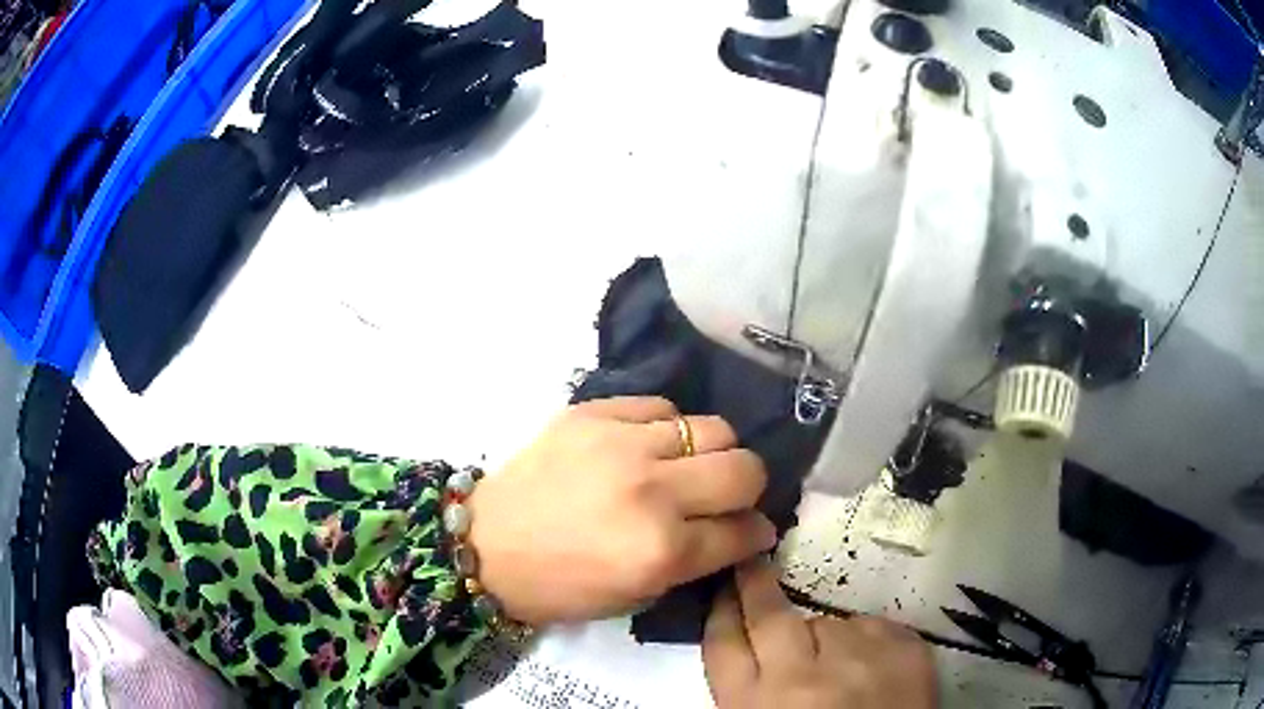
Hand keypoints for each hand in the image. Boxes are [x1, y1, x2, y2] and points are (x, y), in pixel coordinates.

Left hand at [467, 396, 775, 625]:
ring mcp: (621, 444)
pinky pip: (661, 406)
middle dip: (748, 488)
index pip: (743, 530)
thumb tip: (743, 530)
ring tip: (687, 468)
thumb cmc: (561, 586)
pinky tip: (649, 446)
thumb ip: (697, 561)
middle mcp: (652, 491)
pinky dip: (667, 428)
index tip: (752, 530)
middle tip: (726, 497)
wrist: (486, 544)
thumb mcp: (638, 595)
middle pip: (744, 469)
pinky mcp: (593, 413)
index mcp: (661, 551)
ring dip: (711, 453)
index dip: (755, 532)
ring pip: (712, 428)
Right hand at [703, 559, 937, 708]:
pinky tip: (872, 669)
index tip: (724, 589)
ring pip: (831, 624)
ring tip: (839, 670)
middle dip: (756, 585)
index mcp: (753, 705)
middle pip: (770, 615)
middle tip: (753, 566)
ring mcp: (859, 659)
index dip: (721, 610)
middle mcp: (801, 677)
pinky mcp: (906, 650)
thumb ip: (750, 693)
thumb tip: (749, 650)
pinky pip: (875, 627)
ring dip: (828, 639)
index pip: (724, 643)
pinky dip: (869, 643)